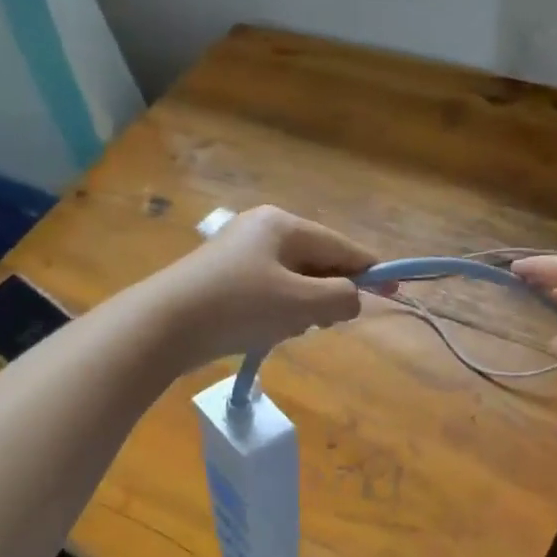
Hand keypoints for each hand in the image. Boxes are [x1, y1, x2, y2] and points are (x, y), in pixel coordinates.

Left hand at [148, 206, 376, 367]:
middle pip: (317, 262)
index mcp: (282, 225)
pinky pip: (269, 291)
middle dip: (327, 294)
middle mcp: (262, 229)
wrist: (162, 326)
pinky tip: (266, 331)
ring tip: (286, 329)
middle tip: (323, 323)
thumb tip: (353, 297)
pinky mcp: (223, 277)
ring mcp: (239, 253)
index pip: (340, 246)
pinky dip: (278, 310)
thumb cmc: (238, 307)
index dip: (370, 270)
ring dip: (301, 307)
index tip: (395, 289)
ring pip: (294, 280)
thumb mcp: (300, 303)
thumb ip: (340, 298)